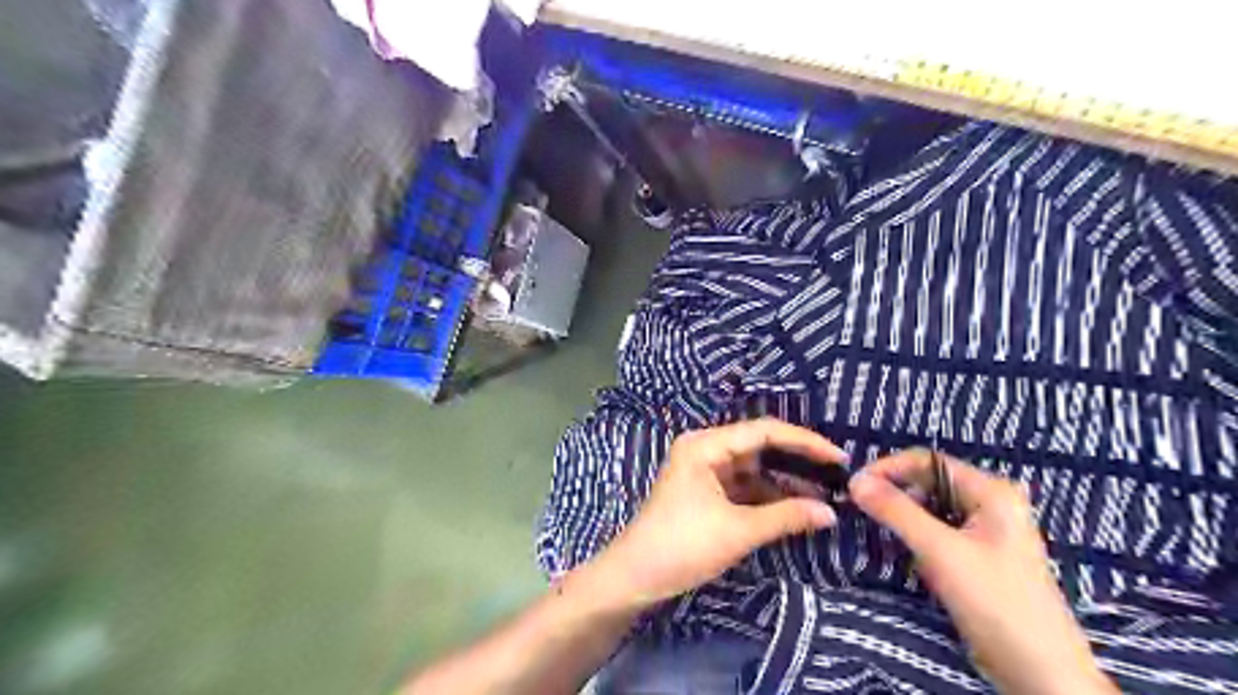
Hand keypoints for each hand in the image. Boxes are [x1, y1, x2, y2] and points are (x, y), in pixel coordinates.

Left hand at [577, 419, 845, 612]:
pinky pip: (744, 486)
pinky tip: (795, 507)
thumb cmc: (683, 545)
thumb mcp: (738, 531)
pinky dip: (767, 496)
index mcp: (706, 445)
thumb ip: (786, 517)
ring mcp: (705, 470)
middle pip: (759, 446)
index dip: (804, 442)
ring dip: (784, 481)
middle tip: (837, 475)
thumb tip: (831, 513)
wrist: (636, 576)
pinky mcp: (706, 491)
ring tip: (824, 494)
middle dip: (796, 461)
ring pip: (754, 468)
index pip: (764, 431)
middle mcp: (705, 449)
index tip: (839, 457)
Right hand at [851, 452, 1123, 694]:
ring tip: (879, 531)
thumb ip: (896, 512)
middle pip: (929, 482)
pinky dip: (917, 536)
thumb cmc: (996, 604)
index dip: (888, 468)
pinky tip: (906, 554)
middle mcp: (991, 503)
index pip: (927, 461)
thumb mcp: (940, 552)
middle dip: (895, 492)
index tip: (855, 487)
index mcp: (991, 491)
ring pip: (932, 508)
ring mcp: (987, 531)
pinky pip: (939, 531)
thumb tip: (854, 481)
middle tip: (861, 509)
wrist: (1042, 675)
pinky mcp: (980, 556)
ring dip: (904, 516)